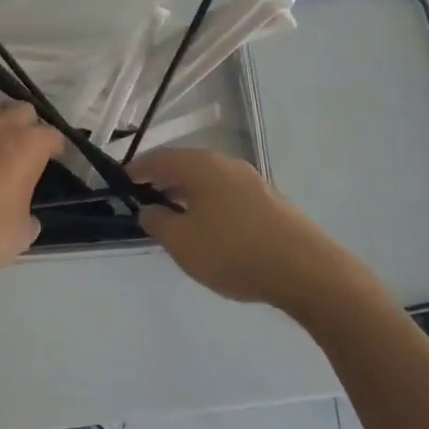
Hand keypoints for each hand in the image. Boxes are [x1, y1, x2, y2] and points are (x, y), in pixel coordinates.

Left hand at [0, 101, 63, 282]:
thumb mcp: (22, 235)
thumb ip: (31, 217)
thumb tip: (27, 215)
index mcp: (29, 146)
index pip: (53, 135)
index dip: (56, 148)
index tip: (54, 160)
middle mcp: (2, 126)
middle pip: (23, 110)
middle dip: (27, 126)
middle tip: (24, 150)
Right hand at [126, 147, 369, 312]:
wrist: (307, 270)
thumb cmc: (235, 252)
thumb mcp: (183, 243)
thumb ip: (158, 222)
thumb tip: (149, 208)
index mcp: (202, 166)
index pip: (160, 158)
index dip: (138, 169)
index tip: (121, 181)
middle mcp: (227, 164)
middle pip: (186, 165)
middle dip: (163, 179)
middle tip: (144, 197)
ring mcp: (253, 181)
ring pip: (209, 180)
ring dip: (187, 192)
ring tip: (174, 216)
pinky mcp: (270, 201)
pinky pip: (227, 194)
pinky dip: (209, 203)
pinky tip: (210, 228)